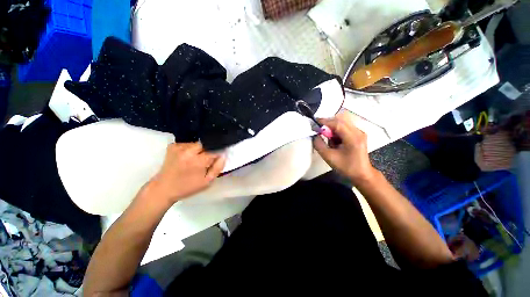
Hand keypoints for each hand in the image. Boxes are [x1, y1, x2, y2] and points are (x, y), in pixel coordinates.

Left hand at [145, 142, 224, 204]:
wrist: (163, 188)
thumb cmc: (187, 187)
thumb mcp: (207, 182)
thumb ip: (217, 168)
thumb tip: (223, 156)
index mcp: (197, 161)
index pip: (215, 151)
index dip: (218, 154)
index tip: (217, 159)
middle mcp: (188, 151)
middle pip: (206, 144)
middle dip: (209, 150)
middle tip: (206, 160)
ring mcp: (179, 147)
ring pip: (198, 143)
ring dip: (200, 150)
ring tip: (196, 159)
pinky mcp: (173, 146)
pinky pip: (188, 144)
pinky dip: (191, 149)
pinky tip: (188, 157)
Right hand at [313, 112, 377, 185]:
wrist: (362, 174)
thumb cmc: (346, 167)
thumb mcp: (328, 157)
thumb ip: (319, 144)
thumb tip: (314, 135)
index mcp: (352, 137)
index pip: (337, 123)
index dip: (324, 122)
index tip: (314, 122)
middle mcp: (358, 131)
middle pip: (340, 120)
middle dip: (328, 124)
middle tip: (320, 131)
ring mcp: (359, 132)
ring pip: (342, 123)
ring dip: (333, 128)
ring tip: (329, 139)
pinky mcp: (358, 134)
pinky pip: (345, 127)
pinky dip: (337, 131)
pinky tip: (335, 141)